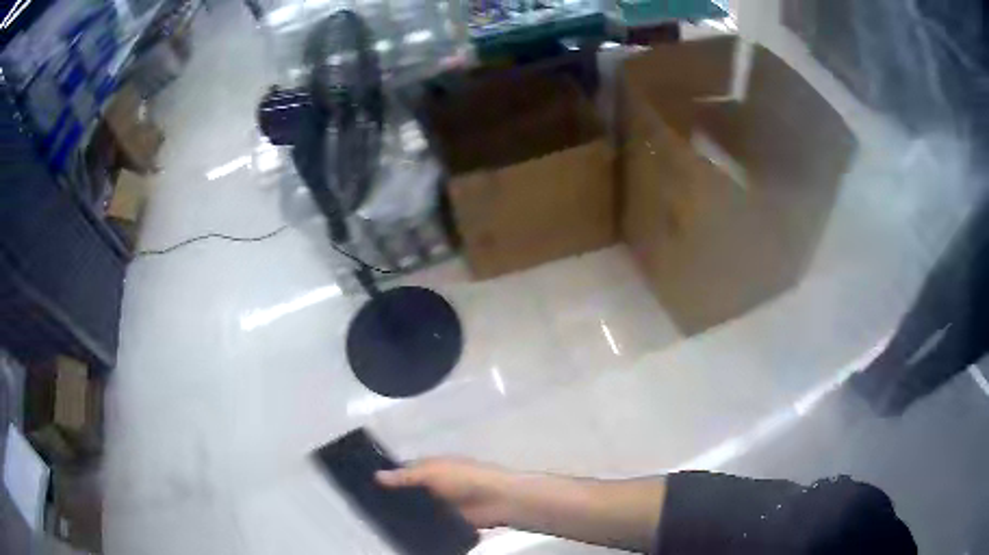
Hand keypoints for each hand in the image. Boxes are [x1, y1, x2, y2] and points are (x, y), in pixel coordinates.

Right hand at [376, 457, 512, 527]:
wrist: (498, 500)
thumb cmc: (465, 478)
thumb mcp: (433, 472)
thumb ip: (406, 476)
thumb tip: (376, 475)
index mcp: (430, 468)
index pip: (403, 472)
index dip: (386, 478)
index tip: (362, 486)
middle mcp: (433, 485)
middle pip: (408, 493)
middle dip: (392, 499)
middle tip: (366, 509)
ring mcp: (440, 505)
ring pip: (416, 510)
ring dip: (404, 515)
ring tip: (377, 524)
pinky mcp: (448, 522)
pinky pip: (428, 525)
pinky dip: (417, 528)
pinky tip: (399, 534)